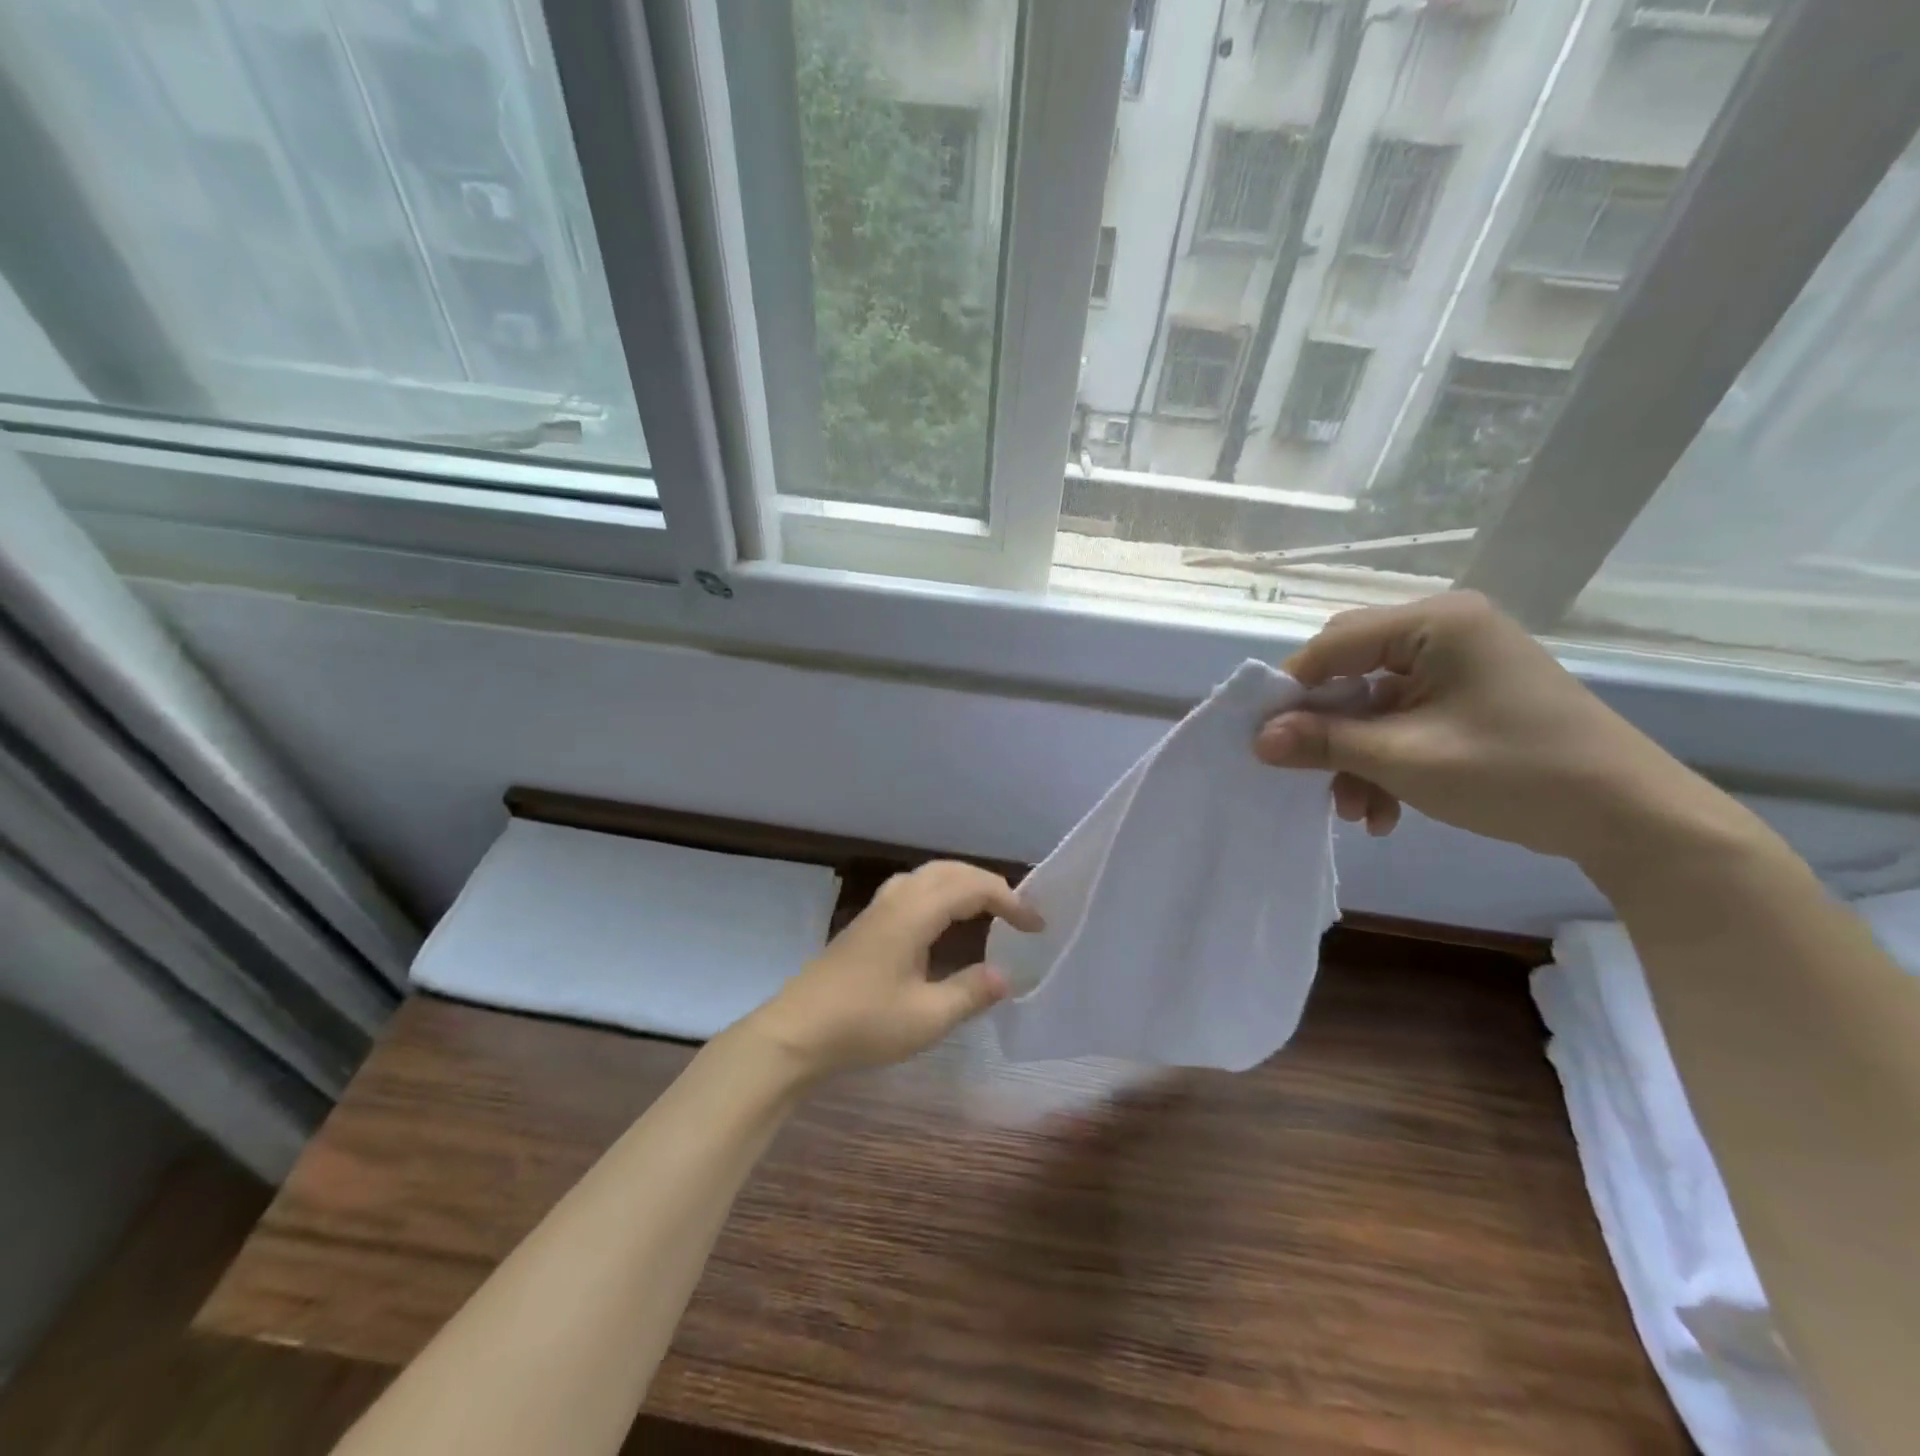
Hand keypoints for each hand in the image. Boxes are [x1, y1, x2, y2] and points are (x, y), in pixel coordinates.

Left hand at [747, 861, 1041, 1080]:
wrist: (796, 1032)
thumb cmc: (863, 1024)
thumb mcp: (927, 1017)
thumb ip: (970, 992)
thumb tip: (1005, 975)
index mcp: (915, 913)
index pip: (973, 887)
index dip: (1010, 901)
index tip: (1037, 926)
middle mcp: (898, 899)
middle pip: (951, 871)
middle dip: (989, 884)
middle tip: (1018, 913)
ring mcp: (878, 908)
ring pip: (929, 875)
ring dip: (963, 883)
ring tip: (987, 908)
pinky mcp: (867, 922)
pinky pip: (913, 887)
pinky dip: (941, 891)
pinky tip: (942, 919)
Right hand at [1253, 591, 1723, 869]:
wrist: (1631, 819)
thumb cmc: (1513, 772)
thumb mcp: (1404, 759)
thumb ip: (1323, 742)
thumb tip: (1257, 739)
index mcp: (1434, 624)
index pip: (1333, 645)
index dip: (1291, 691)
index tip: (1261, 737)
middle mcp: (1445, 632)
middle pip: (1350, 670)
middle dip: (1326, 729)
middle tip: (1304, 769)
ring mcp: (1459, 665)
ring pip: (1373, 704)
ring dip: (1354, 756)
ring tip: (1353, 810)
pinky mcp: (1470, 697)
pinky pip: (1404, 720)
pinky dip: (1386, 761)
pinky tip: (1383, 810)